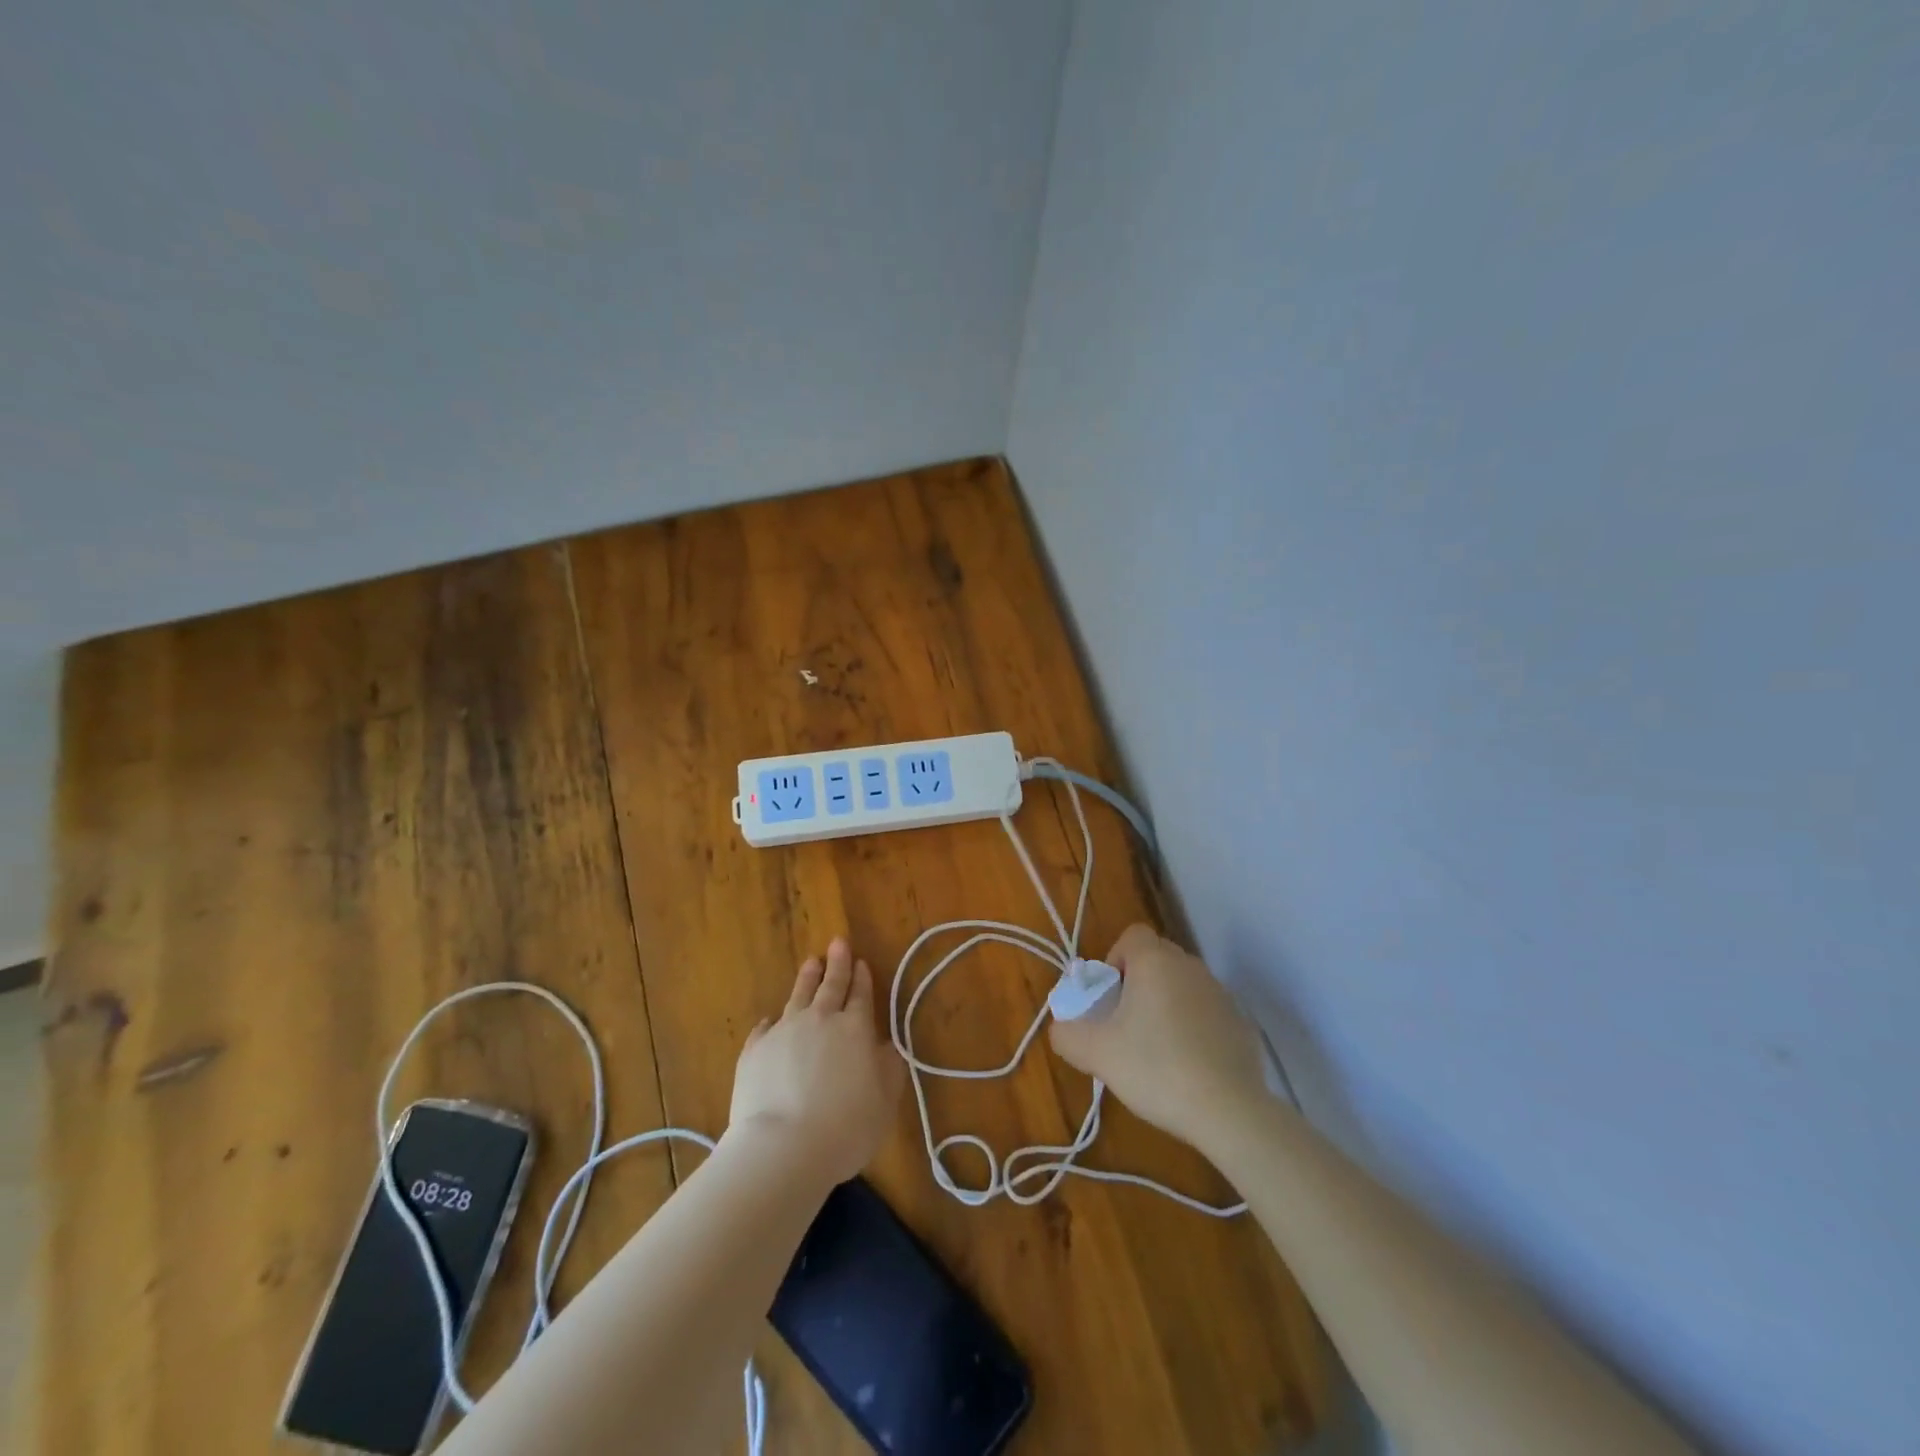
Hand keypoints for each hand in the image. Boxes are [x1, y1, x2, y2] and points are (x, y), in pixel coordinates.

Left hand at [728, 937, 906, 1184]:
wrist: (784, 1147)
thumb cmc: (847, 1127)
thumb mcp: (885, 1101)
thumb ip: (889, 1068)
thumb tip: (887, 1046)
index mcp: (855, 1028)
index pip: (861, 995)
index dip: (862, 978)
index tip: (861, 961)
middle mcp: (820, 1020)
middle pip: (830, 985)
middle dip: (837, 963)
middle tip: (838, 942)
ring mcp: (784, 1031)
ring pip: (798, 996)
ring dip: (807, 978)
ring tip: (811, 963)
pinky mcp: (754, 1050)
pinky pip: (765, 1028)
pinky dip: (772, 1022)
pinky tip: (770, 1021)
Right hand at [1049, 923, 1268, 1150]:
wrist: (1229, 1111)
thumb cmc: (1156, 1068)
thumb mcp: (1097, 1054)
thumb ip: (1067, 1034)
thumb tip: (1061, 1028)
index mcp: (1155, 962)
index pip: (1132, 936)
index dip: (1114, 960)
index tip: (1110, 997)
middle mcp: (1190, 966)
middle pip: (1157, 959)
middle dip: (1138, 984)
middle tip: (1125, 1026)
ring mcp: (1221, 994)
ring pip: (1183, 986)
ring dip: (1167, 1005)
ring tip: (1157, 1050)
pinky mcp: (1241, 1023)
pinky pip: (1207, 1012)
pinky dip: (1194, 1028)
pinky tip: (1189, 1066)